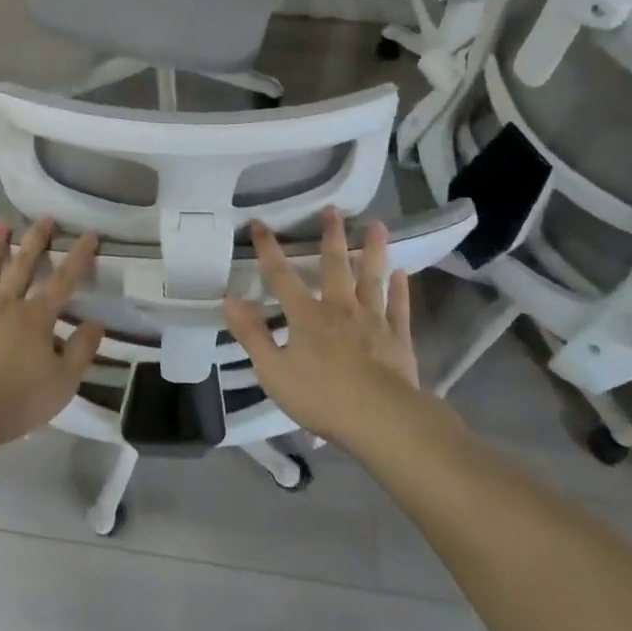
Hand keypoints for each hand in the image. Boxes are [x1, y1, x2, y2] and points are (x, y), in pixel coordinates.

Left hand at [0, 217, 103, 446]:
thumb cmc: (17, 400)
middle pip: (22, 267)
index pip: (63, 281)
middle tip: (43, 217)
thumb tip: (97, 322)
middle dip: (35, 241)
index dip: (78, 257)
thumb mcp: (63, 382)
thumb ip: (82, 349)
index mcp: (35, 317)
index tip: (89, 234)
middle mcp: (4, 305)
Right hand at [222, 209, 419, 446]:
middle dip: (331, 237)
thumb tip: (229, 298)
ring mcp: (372, 321)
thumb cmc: (322, 397)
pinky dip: (400, 289)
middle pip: (334, 266)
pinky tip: (402, 273)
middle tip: (333, 210)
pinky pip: (398, 307)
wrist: (382, 420)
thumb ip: (252, 334)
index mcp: (306, 316)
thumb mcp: (274, 371)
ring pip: (371, 278)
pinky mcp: (398, 338)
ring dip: (373, 251)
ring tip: (377, 225)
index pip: (281, 276)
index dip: (268, 249)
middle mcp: (340, 308)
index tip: (259, 223)